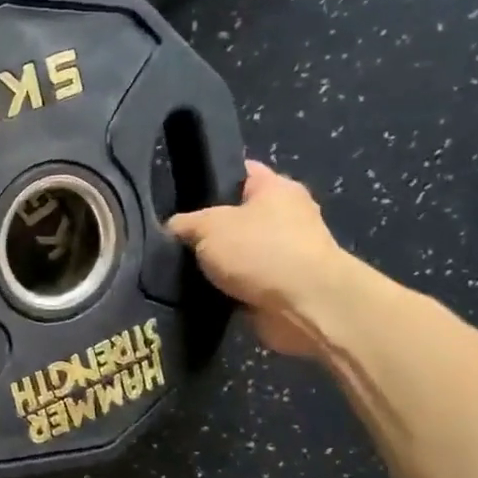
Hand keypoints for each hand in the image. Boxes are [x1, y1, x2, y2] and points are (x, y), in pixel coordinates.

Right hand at [166, 161, 360, 357]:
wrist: (305, 306)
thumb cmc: (259, 251)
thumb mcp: (207, 227)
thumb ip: (184, 223)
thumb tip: (173, 228)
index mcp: (276, 187)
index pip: (239, 171)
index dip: (209, 178)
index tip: (178, 193)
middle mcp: (287, 215)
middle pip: (237, 215)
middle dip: (207, 228)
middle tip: (173, 237)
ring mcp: (288, 253)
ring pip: (239, 252)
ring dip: (216, 263)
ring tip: (178, 268)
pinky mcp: (283, 287)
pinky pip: (244, 282)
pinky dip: (226, 289)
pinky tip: (198, 292)